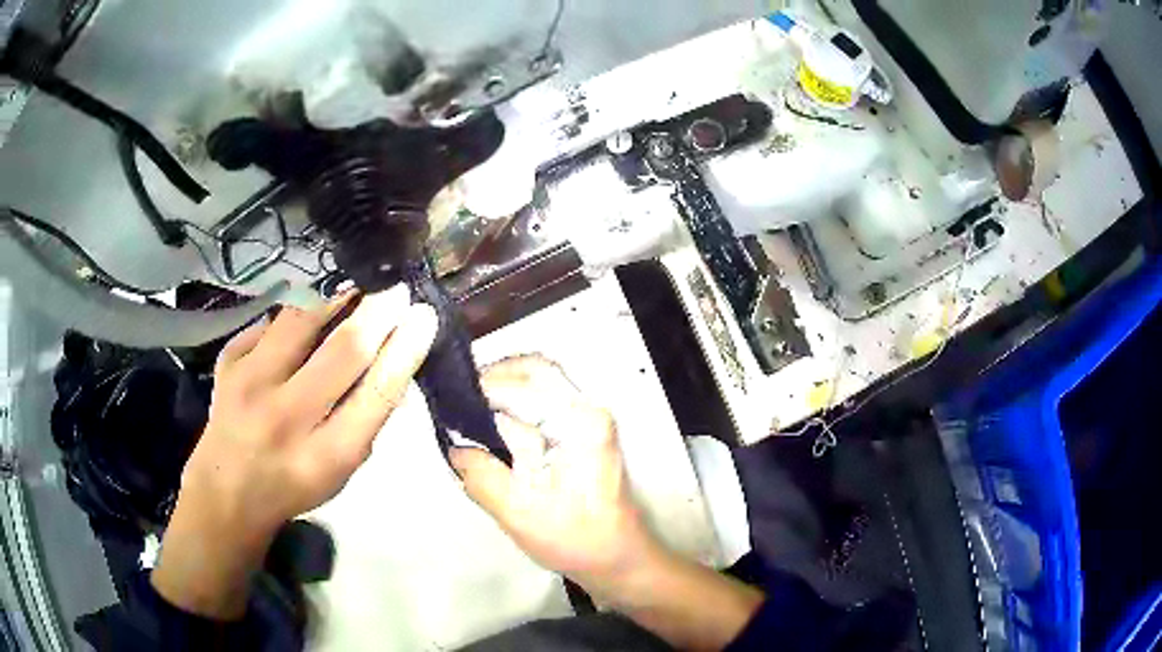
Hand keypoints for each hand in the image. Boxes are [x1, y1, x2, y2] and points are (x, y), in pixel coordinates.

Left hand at [152, 286, 437, 618]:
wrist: (227, 491)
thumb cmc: (293, 485)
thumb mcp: (342, 471)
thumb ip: (367, 420)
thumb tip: (396, 362)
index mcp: (325, 456)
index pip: (376, 394)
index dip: (405, 350)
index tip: (424, 316)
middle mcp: (286, 418)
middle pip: (343, 350)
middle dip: (379, 313)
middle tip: (397, 290)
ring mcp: (249, 385)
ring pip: (301, 321)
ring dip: (335, 301)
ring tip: (353, 294)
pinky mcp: (227, 363)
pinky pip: (269, 324)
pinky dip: (293, 319)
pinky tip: (302, 324)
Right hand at [453, 355, 763, 650]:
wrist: (618, 558)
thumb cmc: (574, 538)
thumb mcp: (518, 512)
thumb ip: (481, 474)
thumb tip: (455, 446)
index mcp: (579, 422)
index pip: (523, 382)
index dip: (482, 387)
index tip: (449, 403)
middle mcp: (589, 408)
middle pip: (535, 369)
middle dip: (492, 378)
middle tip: (457, 402)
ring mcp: (589, 417)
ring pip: (540, 381)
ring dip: (503, 389)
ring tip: (469, 414)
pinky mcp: (584, 431)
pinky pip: (545, 401)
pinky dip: (516, 404)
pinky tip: (492, 427)